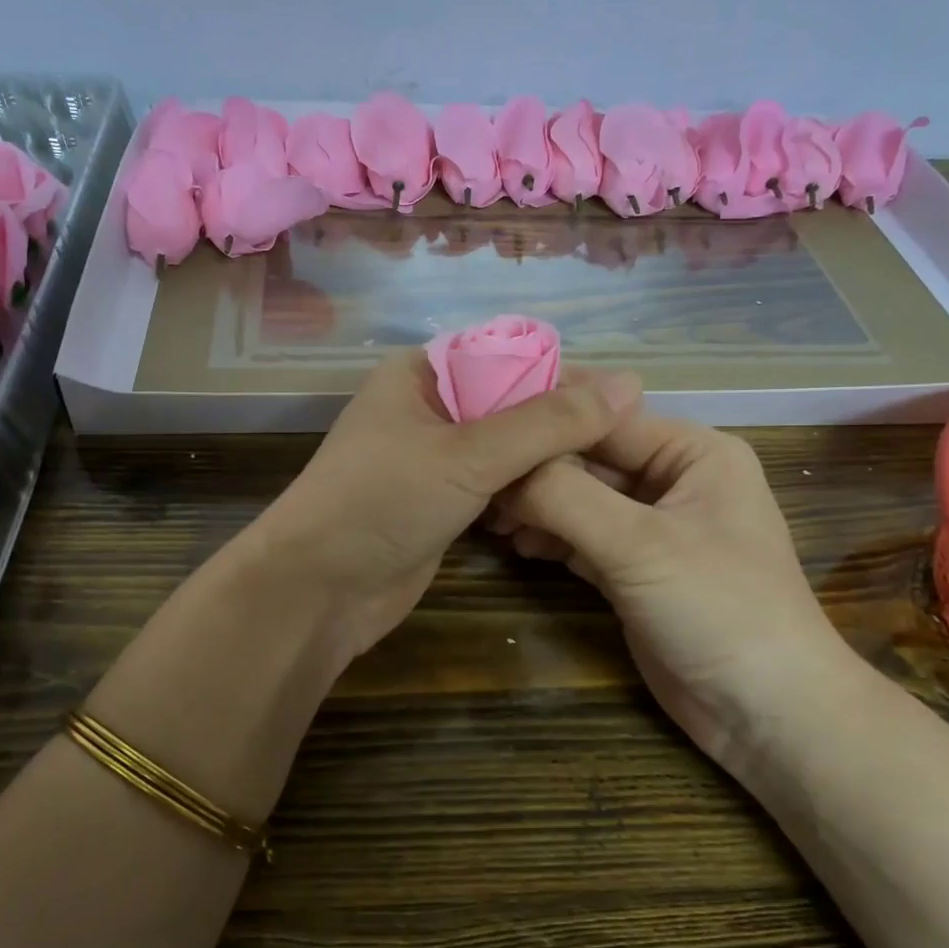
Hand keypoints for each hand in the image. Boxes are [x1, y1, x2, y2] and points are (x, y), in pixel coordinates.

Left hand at [250, 351, 643, 661]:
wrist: (318, 591)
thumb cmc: (382, 503)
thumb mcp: (469, 454)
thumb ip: (548, 421)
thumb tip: (630, 383)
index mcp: (420, 374)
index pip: (508, 356)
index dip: (564, 375)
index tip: (624, 403)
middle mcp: (427, 408)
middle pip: (511, 404)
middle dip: (560, 427)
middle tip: (622, 450)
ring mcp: (432, 460)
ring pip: (506, 450)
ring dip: (546, 465)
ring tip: (603, 479)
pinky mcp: (439, 503)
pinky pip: (495, 487)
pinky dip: (525, 495)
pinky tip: (563, 507)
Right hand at [495, 414, 850, 766]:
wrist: (765, 714)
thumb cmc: (719, 609)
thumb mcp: (639, 545)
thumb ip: (565, 497)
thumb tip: (502, 466)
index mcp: (691, 452)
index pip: (603, 416)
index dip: (543, 416)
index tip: (477, 418)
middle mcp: (671, 479)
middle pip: (586, 458)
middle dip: (532, 468)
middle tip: (472, 475)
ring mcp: (651, 527)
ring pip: (578, 499)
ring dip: (534, 505)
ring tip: (485, 514)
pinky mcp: (632, 569)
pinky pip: (579, 537)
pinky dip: (548, 537)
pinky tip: (514, 542)